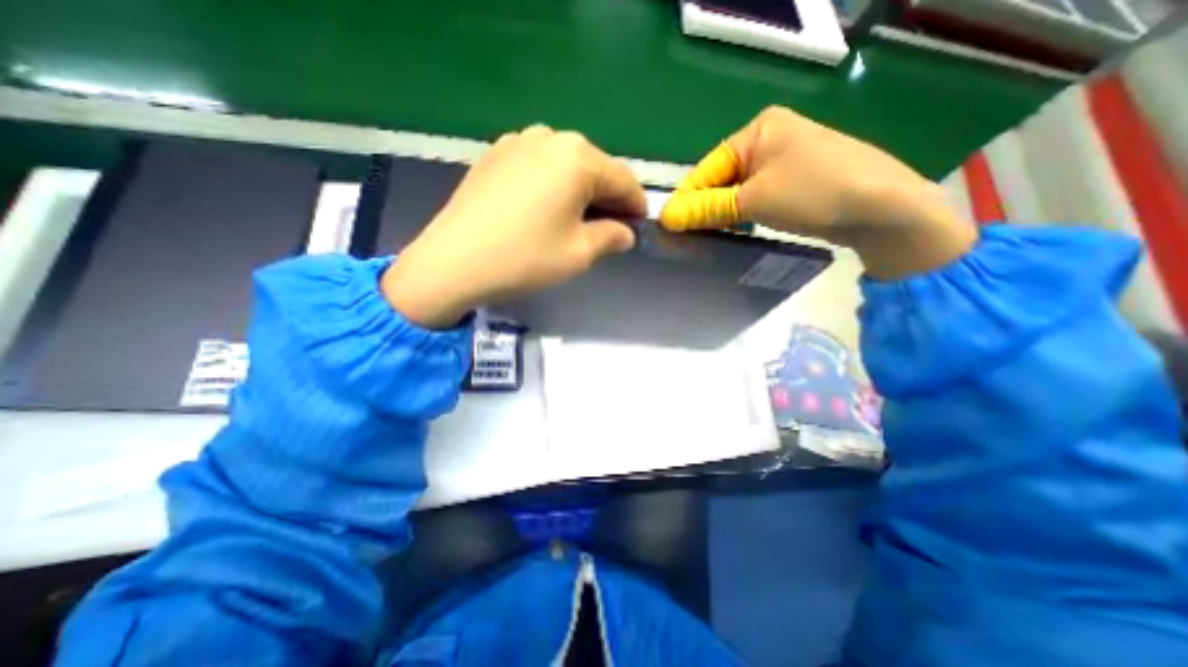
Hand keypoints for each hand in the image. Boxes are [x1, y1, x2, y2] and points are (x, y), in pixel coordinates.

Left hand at [382, 126, 646, 327]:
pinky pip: (538, 166)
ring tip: (577, 220)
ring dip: (580, 190)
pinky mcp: (495, 155)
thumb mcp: (579, 253)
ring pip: (566, 165)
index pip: (623, 179)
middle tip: (610, 228)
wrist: (454, 262)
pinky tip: (545, 209)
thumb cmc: (525, 258)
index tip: (640, 226)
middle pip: (594, 168)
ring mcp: (517, 141)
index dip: (636, 204)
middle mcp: (549, 137)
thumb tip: (625, 233)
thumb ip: (611, 237)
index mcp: (577, 157)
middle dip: (607, 198)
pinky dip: (552, 185)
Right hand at [660, 108, 974, 278]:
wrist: (883, 208)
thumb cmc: (815, 192)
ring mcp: (782, 160)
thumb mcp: (754, 200)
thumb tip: (666, 217)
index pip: (707, 167)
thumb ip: (708, 207)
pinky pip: (754, 197)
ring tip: (707, 237)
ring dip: (721, 213)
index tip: (668, 227)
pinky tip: (734, 230)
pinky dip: (741, 214)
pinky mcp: (792, 181)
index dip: (686, 198)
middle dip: (704, 207)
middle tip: (687, 237)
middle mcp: (768, 139)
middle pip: (721, 178)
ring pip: (736, 190)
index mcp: (757, 130)